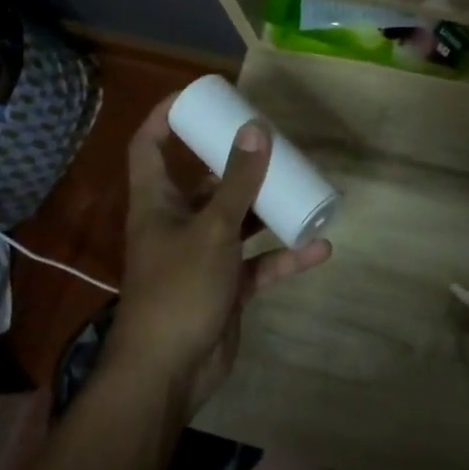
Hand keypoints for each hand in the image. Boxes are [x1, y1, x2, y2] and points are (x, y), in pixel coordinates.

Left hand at [106, 95, 331, 417]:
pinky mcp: (227, 286)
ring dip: (269, 208)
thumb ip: (238, 181)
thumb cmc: (179, 289)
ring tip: (303, 185)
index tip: (200, 97)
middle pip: (206, 181)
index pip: (150, 146)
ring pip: (239, 221)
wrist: (169, 373)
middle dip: (238, 161)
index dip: (166, 116)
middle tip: (271, 140)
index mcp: (158, 202)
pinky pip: (259, 262)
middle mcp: (179, 223)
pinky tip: (318, 245)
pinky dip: (285, 256)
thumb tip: (256, 128)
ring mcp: (204, 256)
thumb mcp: (212, 229)